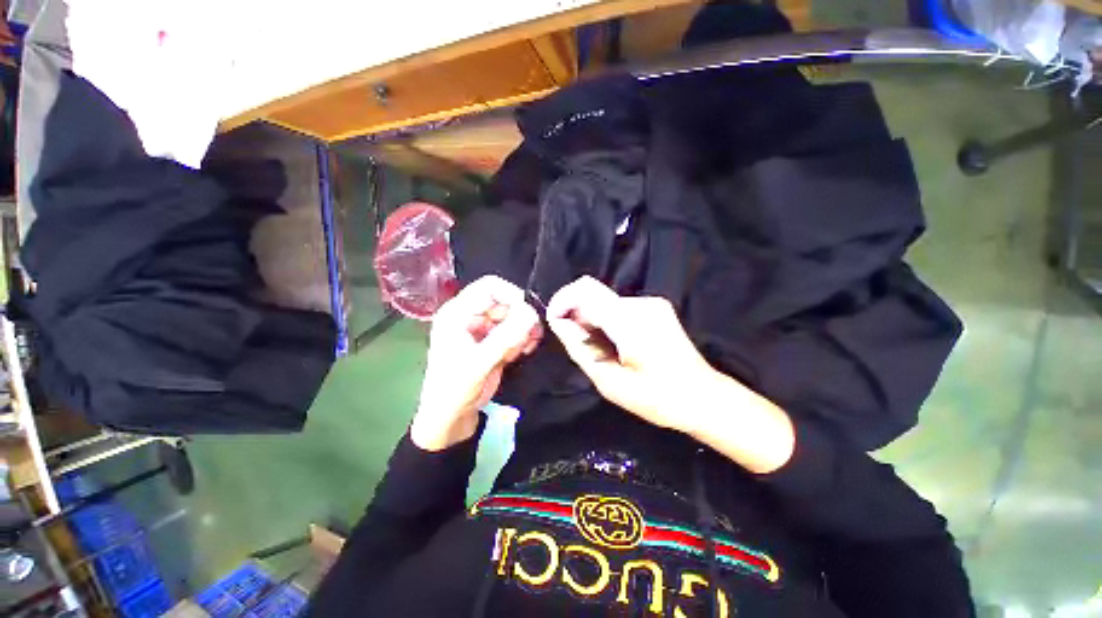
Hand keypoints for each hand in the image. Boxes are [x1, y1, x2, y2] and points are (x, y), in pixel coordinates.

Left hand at [411, 276, 541, 450]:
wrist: (449, 420)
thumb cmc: (454, 390)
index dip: (512, 295)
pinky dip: (522, 340)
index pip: (490, 287)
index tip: (529, 314)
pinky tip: (522, 353)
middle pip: (504, 302)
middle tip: (532, 337)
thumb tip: (532, 314)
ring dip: (523, 330)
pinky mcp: (492, 343)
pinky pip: (514, 332)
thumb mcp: (479, 363)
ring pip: (512, 317)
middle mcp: (470, 316)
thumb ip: (506, 337)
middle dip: (521, 317)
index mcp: (458, 313)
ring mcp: (482, 330)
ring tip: (526, 348)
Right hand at [545, 276, 715, 432]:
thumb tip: (559, 324)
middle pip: (593, 295)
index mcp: (629, 321)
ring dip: (593, 321)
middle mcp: (641, 304)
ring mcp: (651, 304)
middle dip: (577, 316)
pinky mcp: (656, 308)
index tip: (555, 322)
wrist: (703, 397)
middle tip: (578, 346)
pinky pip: (619, 308)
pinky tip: (615, 345)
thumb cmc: (658, 398)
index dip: (562, 301)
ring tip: (600, 351)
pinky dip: (607, 322)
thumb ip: (581, 349)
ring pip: (605, 302)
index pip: (585, 291)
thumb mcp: (611, 382)